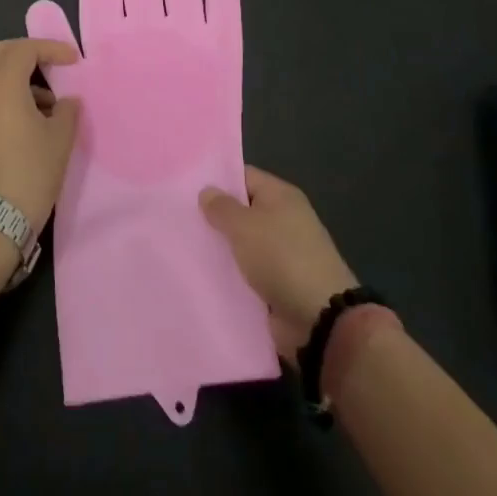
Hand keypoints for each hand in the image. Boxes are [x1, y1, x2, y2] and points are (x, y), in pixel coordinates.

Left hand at [0, 38, 81, 235]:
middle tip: (49, 64)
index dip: (50, 48)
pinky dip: (6, 95)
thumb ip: (67, 110)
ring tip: (48, 102)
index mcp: (2, 86)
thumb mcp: (60, 139)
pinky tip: (29, 121)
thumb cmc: (31, 172)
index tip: (73, 60)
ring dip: (16, 76)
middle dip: (24, 52)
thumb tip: (66, 101)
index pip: (23, 49)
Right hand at [200, 166, 357, 357]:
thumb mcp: (245, 226)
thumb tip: (207, 191)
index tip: (185, 188)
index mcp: (281, 196)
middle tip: (177, 219)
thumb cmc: (281, 258)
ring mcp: (280, 254)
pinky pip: (246, 273)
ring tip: (182, 248)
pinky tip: (200, 276)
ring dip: (219, 250)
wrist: (319, 318)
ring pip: (241, 245)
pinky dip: (229, 275)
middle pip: (241, 212)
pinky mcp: (276, 284)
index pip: (243, 177)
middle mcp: (282, 220)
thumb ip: (221, 208)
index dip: (217, 180)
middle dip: (214, 217)